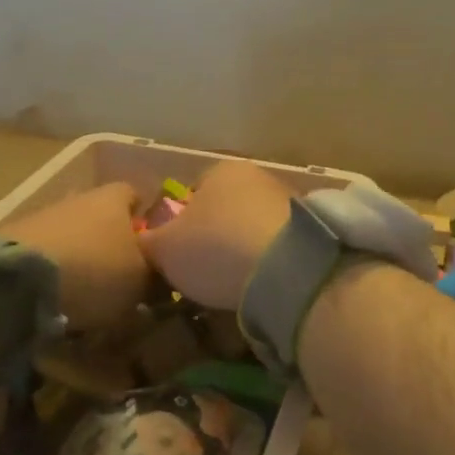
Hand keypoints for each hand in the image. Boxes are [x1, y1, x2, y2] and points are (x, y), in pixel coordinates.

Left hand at [9, 183, 149, 331]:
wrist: (17, 279)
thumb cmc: (95, 270)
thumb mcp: (141, 280)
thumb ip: (156, 275)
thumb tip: (162, 276)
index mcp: (115, 197)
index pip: (137, 196)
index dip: (147, 220)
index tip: (154, 250)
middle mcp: (79, 197)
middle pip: (102, 217)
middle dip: (113, 243)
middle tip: (123, 278)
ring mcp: (43, 216)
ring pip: (73, 236)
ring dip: (82, 260)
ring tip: (89, 296)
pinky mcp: (12, 240)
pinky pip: (46, 255)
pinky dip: (54, 273)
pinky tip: (57, 300)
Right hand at [139, 161, 293, 309]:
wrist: (287, 270)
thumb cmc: (216, 247)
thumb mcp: (165, 249)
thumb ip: (148, 242)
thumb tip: (143, 243)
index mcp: (221, 170)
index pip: (193, 189)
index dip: (180, 221)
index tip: (178, 251)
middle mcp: (258, 176)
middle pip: (226, 208)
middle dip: (215, 235)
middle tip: (203, 270)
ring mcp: (289, 202)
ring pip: (253, 226)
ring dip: (244, 249)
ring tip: (233, 282)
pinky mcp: (310, 231)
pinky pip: (278, 246)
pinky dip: (268, 262)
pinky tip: (260, 284)